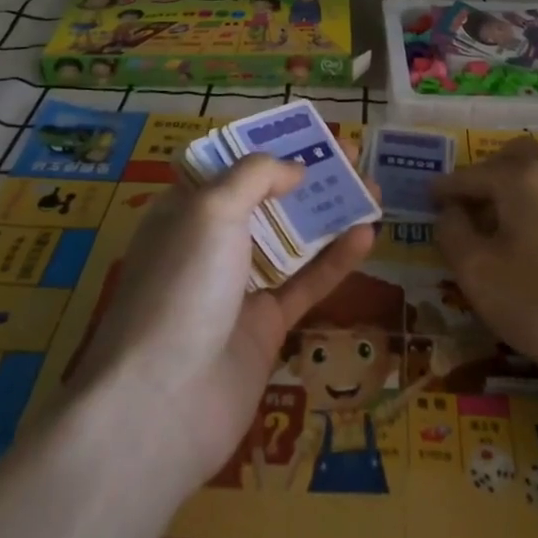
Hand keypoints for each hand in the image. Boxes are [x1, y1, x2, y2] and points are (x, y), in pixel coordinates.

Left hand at [71, 155, 373, 492]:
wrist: (164, 404)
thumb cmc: (182, 286)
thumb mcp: (211, 209)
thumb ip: (256, 176)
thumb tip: (294, 170)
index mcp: (184, 211)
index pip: (229, 167)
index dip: (268, 147)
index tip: (307, 133)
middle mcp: (210, 245)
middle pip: (267, 200)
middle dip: (308, 175)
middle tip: (353, 155)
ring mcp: (238, 287)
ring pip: (292, 240)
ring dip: (330, 213)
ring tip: (373, 187)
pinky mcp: (265, 327)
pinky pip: (305, 283)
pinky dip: (334, 260)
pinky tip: (367, 234)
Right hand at [432, 138, 537, 390]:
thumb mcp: (479, 274)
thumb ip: (453, 235)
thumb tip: (449, 212)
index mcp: (519, 178)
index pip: (470, 175)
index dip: (444, 189)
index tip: (427, 198)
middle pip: (511, 159)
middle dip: (484, 176)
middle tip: (465, 207)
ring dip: (512, 190)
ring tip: (495, 227)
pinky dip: (535, 207)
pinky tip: (531, 243)